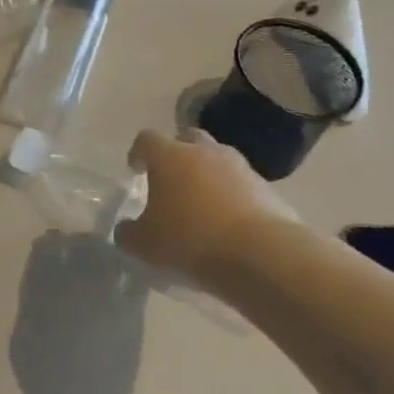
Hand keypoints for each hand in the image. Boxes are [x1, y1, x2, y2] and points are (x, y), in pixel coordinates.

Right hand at [116, 128, 300, 285]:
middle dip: (177, 154)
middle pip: (187, 138)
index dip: (138, 153)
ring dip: (207, 174)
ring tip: (201, 204)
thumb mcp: (144, 245)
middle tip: (170, 181)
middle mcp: (204, 152)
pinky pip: (241, 184)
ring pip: (218, 160)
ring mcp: (240, 167)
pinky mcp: (266, 188)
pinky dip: (232, 195)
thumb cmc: (191, 240)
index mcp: (169, 156)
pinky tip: (227, 223)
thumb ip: (128, 233)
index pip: (146, 139)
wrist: (261, 255)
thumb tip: (126, 229)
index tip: (135, 170)